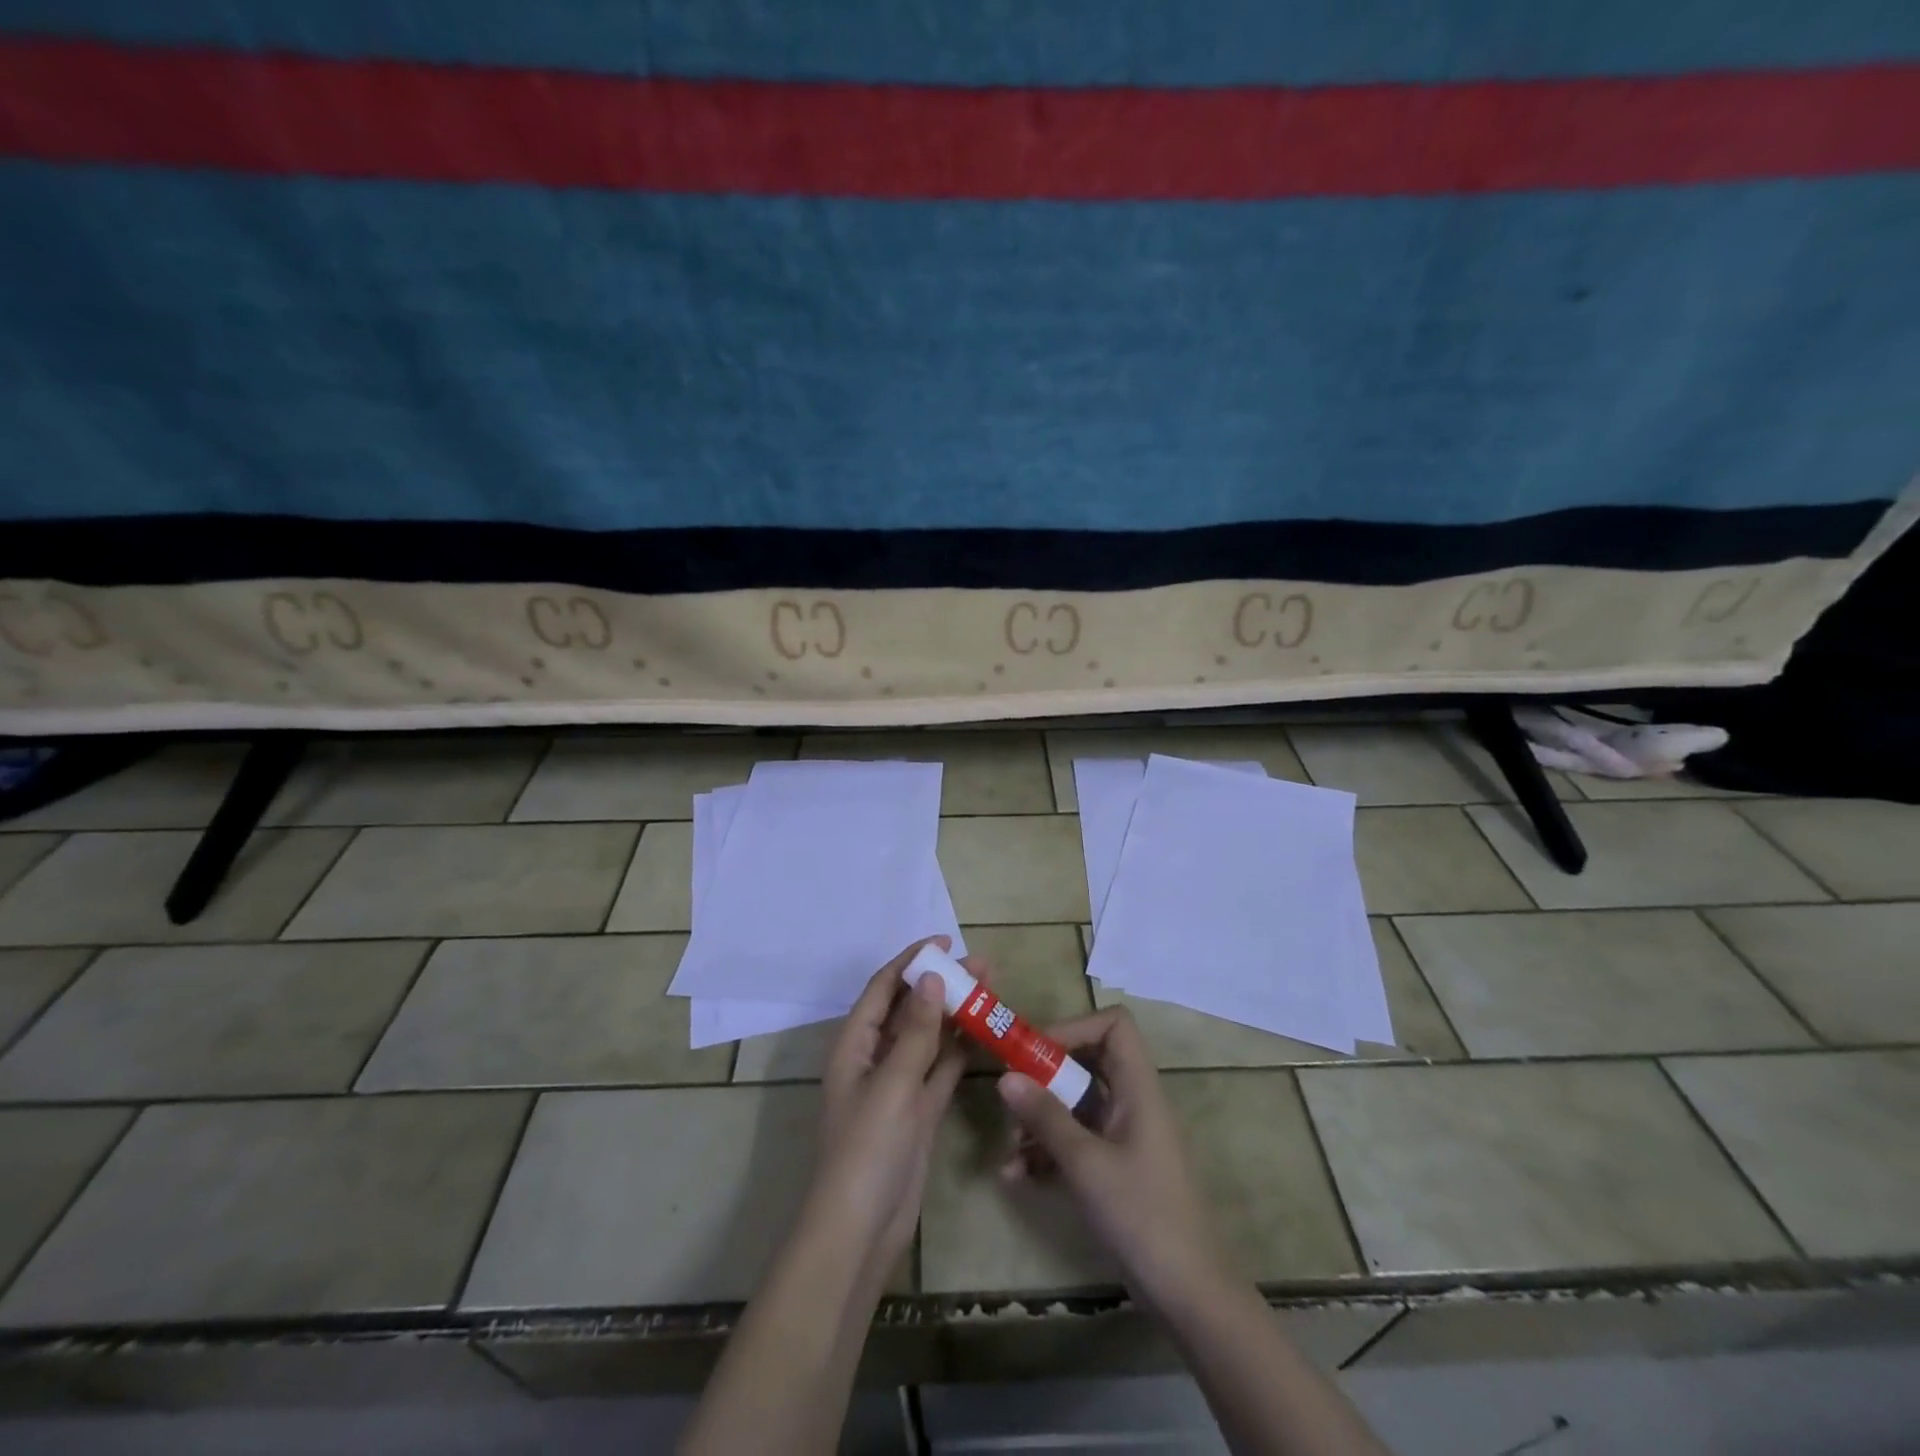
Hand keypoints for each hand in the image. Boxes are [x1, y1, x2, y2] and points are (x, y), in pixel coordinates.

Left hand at [803, 937, 970, 1283]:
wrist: (861, 1230)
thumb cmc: (866, 1149)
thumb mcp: (892, 1084)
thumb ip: (916, 1032)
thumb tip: (932, 978)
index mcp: (855, 1045)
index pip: (884, 988)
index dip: (911, 961)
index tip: (945, 942)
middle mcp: (875, 1058)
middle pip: (910, 1009)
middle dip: (941, 984)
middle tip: (982, 965)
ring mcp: (899, 1086)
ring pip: (929, 1037)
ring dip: (955, 1013)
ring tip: (990, 988)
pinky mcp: (919, 1111)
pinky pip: (941, 1069)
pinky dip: (960, 1050)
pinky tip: (985, 1032)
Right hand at [997, 1007, 1225, 1312]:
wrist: (1190, 1296)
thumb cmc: (1143, 1216)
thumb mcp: (1087, 1164)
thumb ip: (1046, 1117)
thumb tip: (1006, 1076)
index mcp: (1138, 1088)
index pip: (1115, 1025)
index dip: (1076, 1027)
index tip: (1036, 1050)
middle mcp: (1132, 1102)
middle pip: (1088, 1062)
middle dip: (1045, 1076)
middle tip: (1010, 1094)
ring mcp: (1124, 1136)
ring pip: (1076, 1104)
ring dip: (1040, 1118)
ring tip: (1009, 1147)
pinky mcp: (1115, 1168)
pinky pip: (1076, 1141)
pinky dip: (1047, 1151)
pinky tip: (1017, 1176)